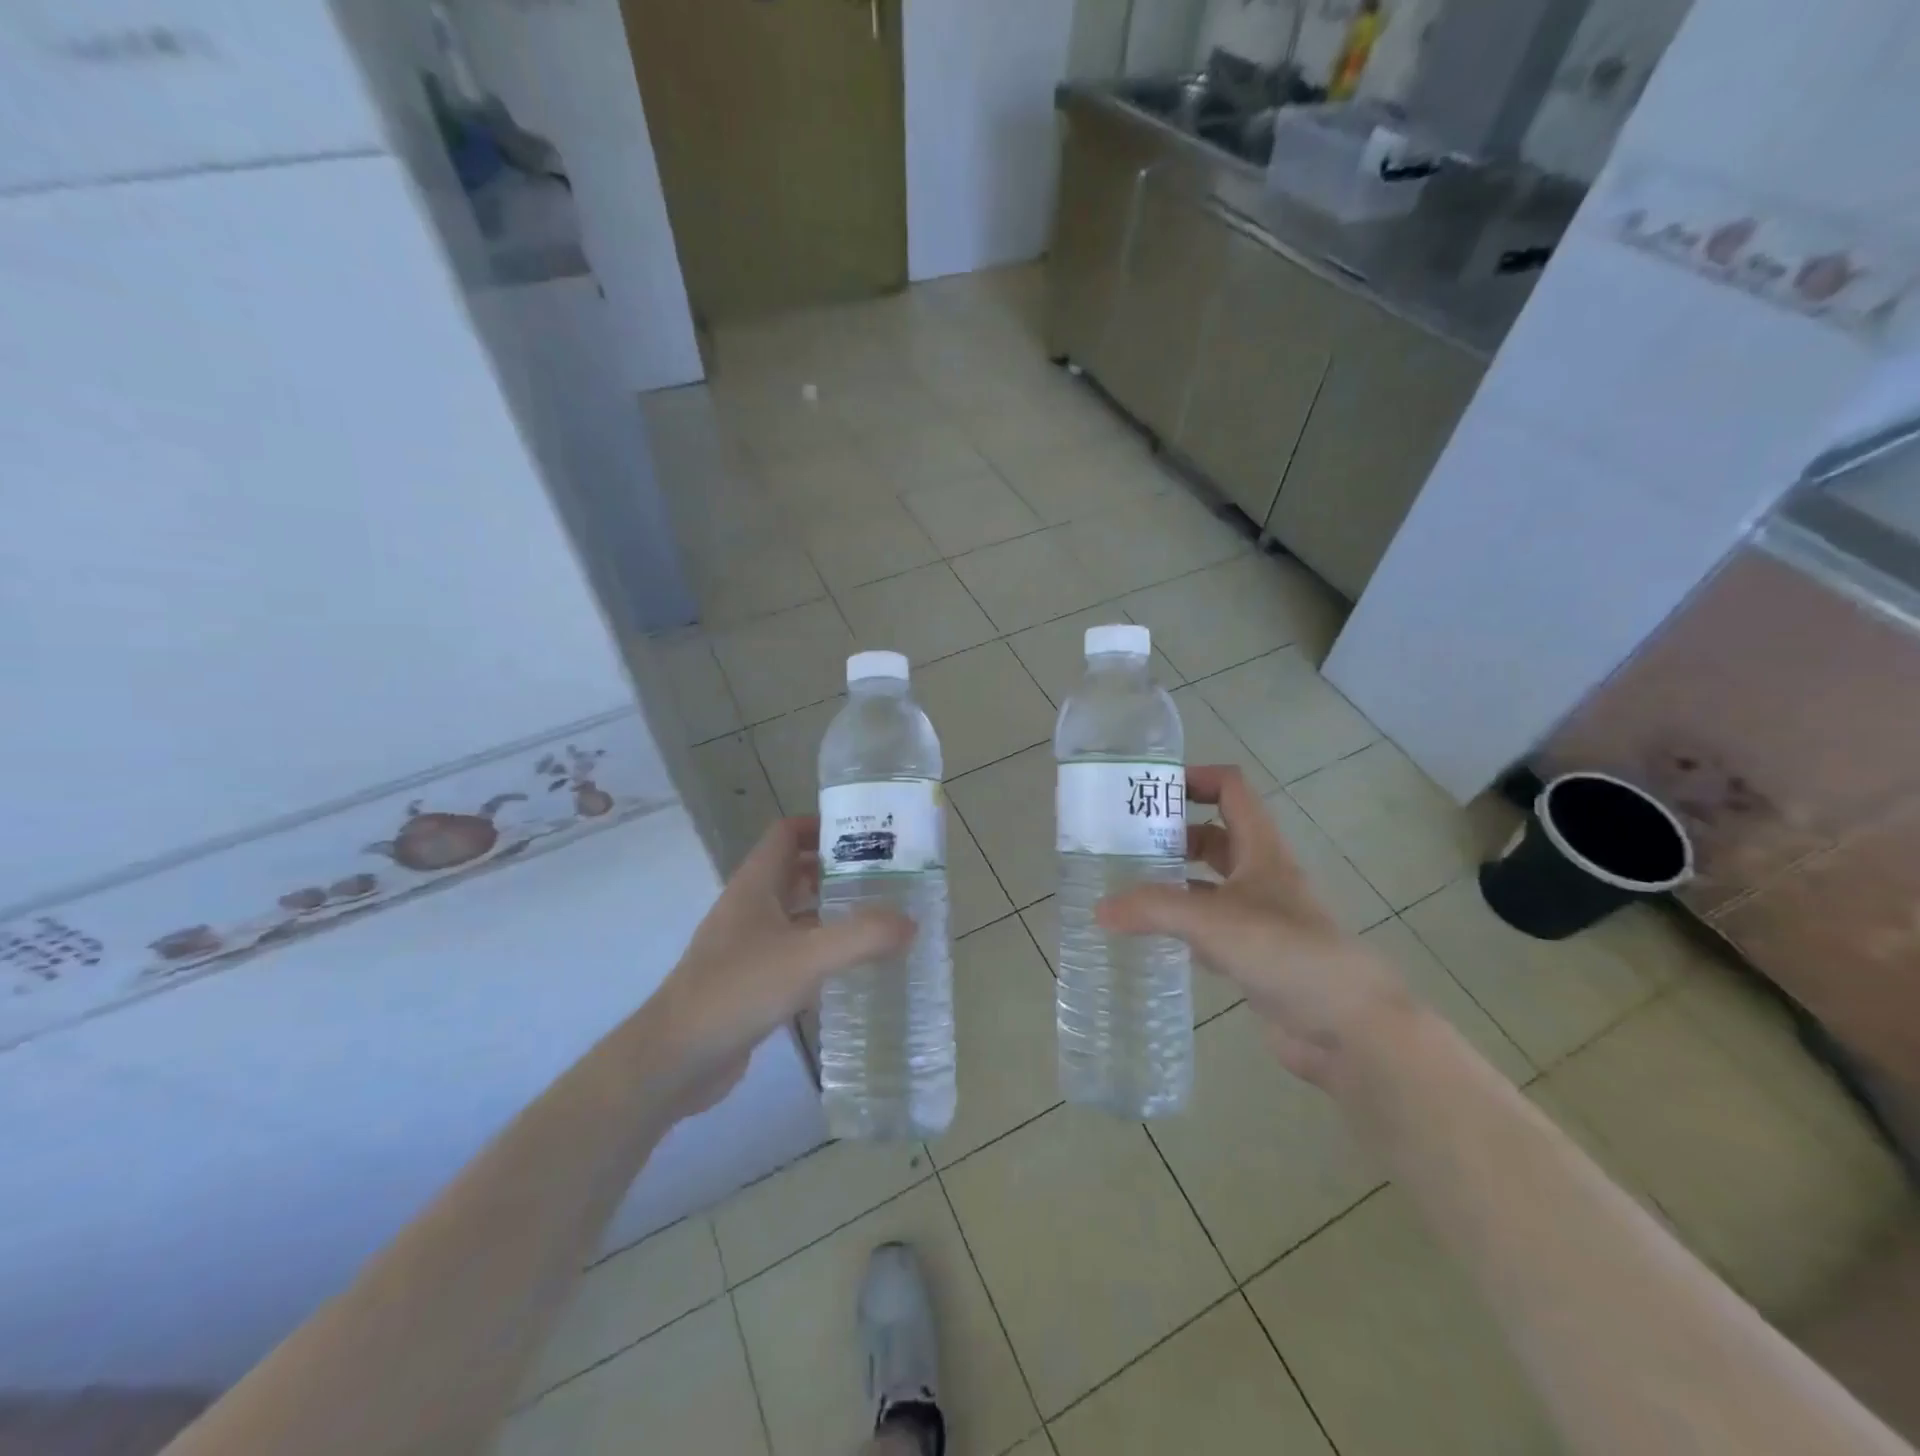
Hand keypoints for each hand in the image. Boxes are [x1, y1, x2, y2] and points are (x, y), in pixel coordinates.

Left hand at [649, 818, 912, 1115]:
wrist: (675, 1058)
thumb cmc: (737, 990)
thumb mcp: (807, 958)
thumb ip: (862, 937)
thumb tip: (910, 922)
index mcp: (756, 885)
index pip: (787, 833)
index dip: (822, 826)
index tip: (866, 836)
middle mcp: (750, 907)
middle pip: (796, 871)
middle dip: (837, 870)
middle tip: (885, 879)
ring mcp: (747, 945)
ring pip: (796, 914)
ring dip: (832, 912)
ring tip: (879, 919)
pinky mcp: (750, 981)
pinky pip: (793, 952)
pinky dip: (821, 951)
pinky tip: (851, 968)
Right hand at [1097, 764, 1408, 1085]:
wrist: (1349, 1028)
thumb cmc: (1287, 952)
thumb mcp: (1214, 920)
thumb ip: (1154, 909)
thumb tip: (1099, 909)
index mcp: (1261, 849)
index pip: (1231, 790)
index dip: (1194, 778)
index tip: (1149, 791)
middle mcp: (1260, 875)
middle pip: (1214, 836)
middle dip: (1171, 834)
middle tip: (1123, 844)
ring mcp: (1258, 917)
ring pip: (1208, 884)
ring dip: (1172, 881)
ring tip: (1125, 887)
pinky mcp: (1253, 956)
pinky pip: (1208, 928)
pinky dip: (1180, 925)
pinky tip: (1149, 935)